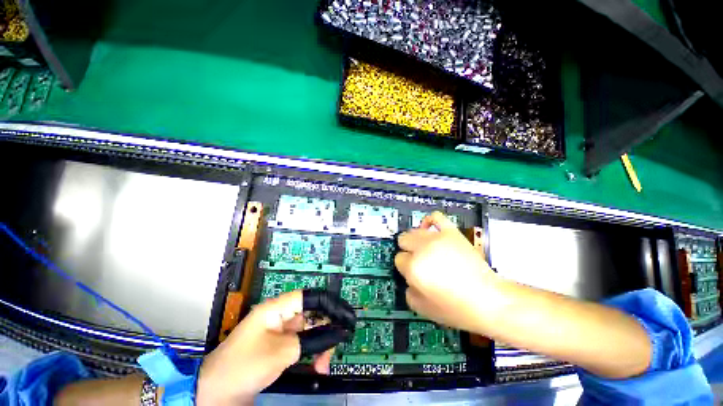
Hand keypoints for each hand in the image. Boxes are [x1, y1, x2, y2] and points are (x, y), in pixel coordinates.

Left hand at [195, 291, 333, 405]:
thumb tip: (338, 332)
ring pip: (309, 331)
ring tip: (323, 365)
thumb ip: (313, 339)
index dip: (330, 304)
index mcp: (278, 308)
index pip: (311, 297)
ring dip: (320, 345)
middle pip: (312, 315)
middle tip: (334, 350)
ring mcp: (280, 332)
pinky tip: (316, 366)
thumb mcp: (283, 352)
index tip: (346, 317)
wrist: (214, 393)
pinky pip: (302, 344)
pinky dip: (311, 353)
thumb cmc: (245, 366)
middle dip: (326, 331)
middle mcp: (281, 315)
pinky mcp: (279, 347)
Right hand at [395, 212, 496, 332]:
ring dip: (416, 240)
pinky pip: (435, 217)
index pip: (399, 259)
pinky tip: (429, 229)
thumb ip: (408, 291)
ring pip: (414, 230)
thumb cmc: (455, 308)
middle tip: (419, 262)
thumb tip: (408, 279)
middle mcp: (422, 249)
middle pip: (403, 240)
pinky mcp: (451, 232)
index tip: (414, 274)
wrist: (488, 300)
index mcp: (414, 267)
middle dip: (408, 251)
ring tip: (425, 249)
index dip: (405, 268)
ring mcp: (437, 238)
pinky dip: (429, 221)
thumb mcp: (423, 309)